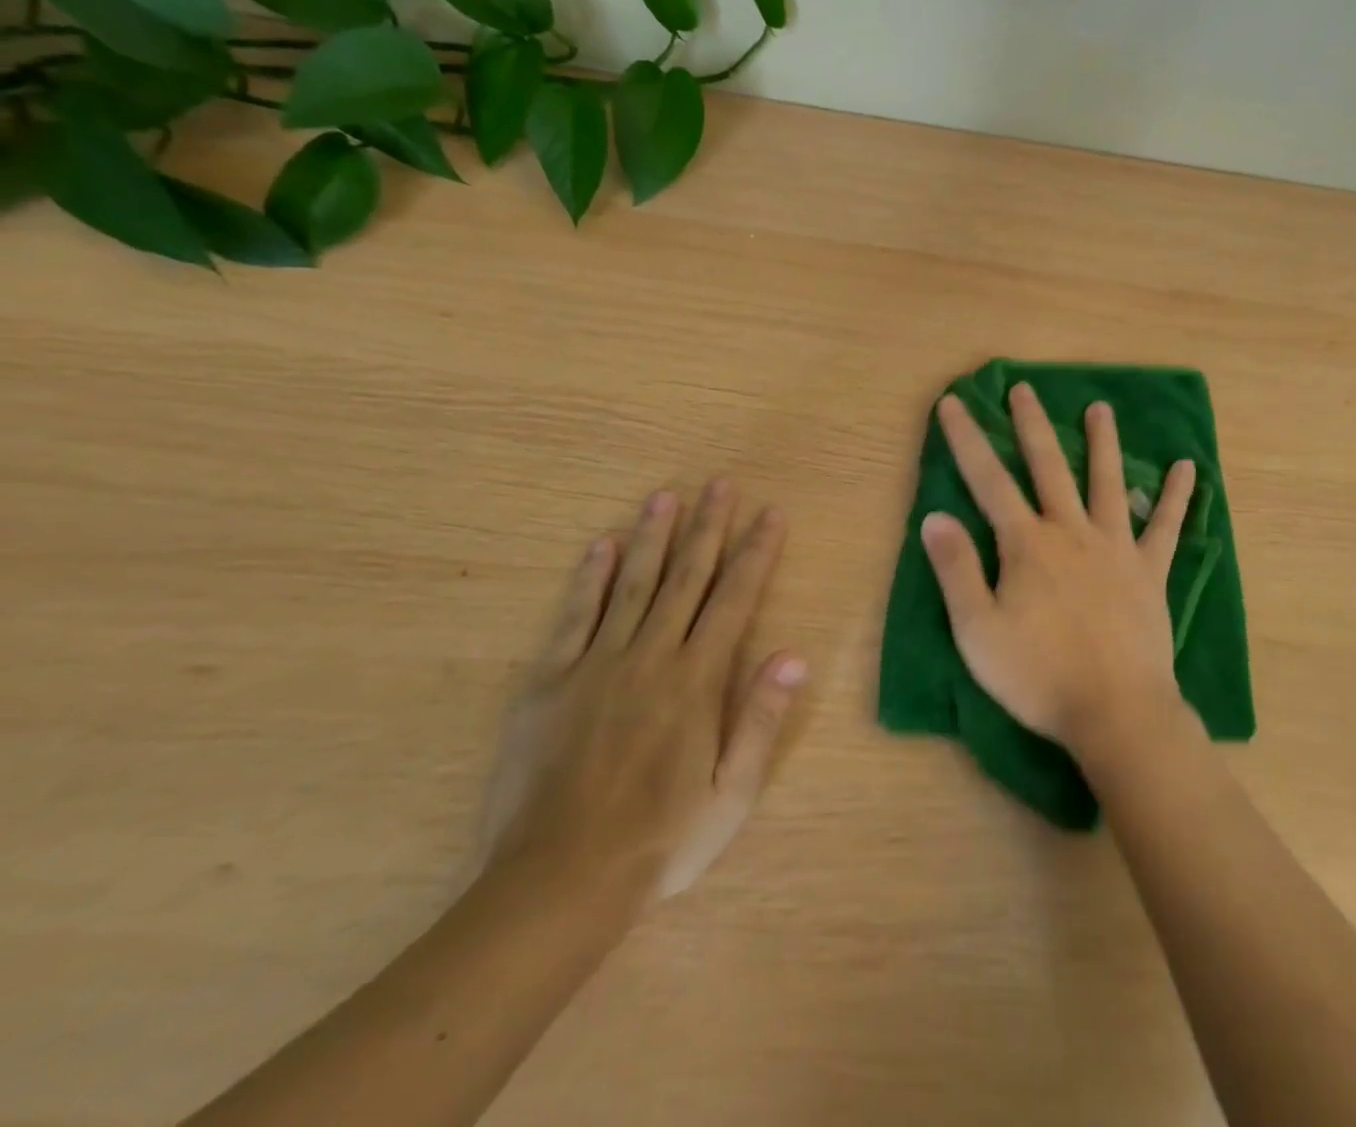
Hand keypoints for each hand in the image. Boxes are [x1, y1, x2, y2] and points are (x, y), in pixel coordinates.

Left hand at [479, 480, 806, 918]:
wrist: (557, 884)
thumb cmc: (660, 841)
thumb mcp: (730, 793)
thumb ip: (760, 718)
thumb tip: (794, 654)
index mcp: (696, 680)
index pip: (735, 599)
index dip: (756, 552)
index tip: (770, 513)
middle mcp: (651, 656)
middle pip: (687, 577)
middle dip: (709, 526)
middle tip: (721, 483)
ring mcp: (596, 663)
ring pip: (633, 584)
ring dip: (654, 536)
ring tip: (667, 496)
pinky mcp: (550, 680)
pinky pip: (574, 616)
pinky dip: (590, 577)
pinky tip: (602, 545)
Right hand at [919, 383, 1195, 761]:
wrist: (1116, 713)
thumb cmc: (1039, 676)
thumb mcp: (978, 631)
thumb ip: (956, 570)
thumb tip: (935, 516)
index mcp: (1027, 544)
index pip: (988, 480)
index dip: (967, 439)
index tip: (954, 402)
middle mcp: (1071, 532)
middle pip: (1049, 467)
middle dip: (1031, 425)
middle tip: (1024, 389)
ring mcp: (1116, 548)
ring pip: (1107, 483)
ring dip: (1102, 443)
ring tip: (1100, 408)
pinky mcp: (1149, 572)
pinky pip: (1166, 527)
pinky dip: (1176, 497)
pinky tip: (1188, 469)